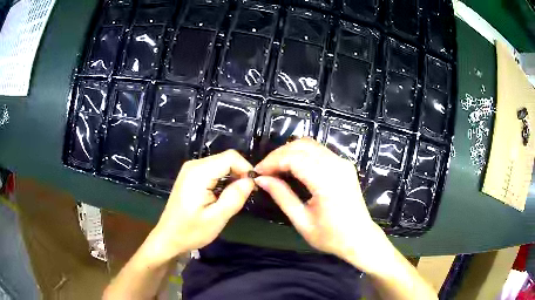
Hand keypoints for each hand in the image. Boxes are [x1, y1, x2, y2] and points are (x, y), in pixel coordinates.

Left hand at [144, 150, 254, 264]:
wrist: (169, 238)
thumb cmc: (191, 231)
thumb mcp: (217, 218)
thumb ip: (235, 197)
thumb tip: (251, 180)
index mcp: (198, 173)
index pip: (230, 157)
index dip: (246, 169)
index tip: (253, 188)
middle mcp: (194, 165)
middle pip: (226, 159)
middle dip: (240, 174)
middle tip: (246, 196)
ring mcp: (191, 170)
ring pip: (221, 164)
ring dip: (233, 178)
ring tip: (235, 198)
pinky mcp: (191, 176)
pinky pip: (214, 170)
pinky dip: (224, 180)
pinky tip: (223, 196)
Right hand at [254, 138, 389, 272]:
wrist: (359, 238)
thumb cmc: (331, 237)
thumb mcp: (302, 221)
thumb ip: (282, 196)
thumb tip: (261, 179)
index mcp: (327, 182)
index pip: (294, 158)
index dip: (272, 162)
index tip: (257, 172)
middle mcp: (337, 166)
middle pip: (301, 146)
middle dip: (279, 155)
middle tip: (264, 171)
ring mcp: (343, 163)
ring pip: (310, 144)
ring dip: (289, 152)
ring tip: (275, 169)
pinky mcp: (344, 165)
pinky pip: (319, 151)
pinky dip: (301, 154)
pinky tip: (292, 167)